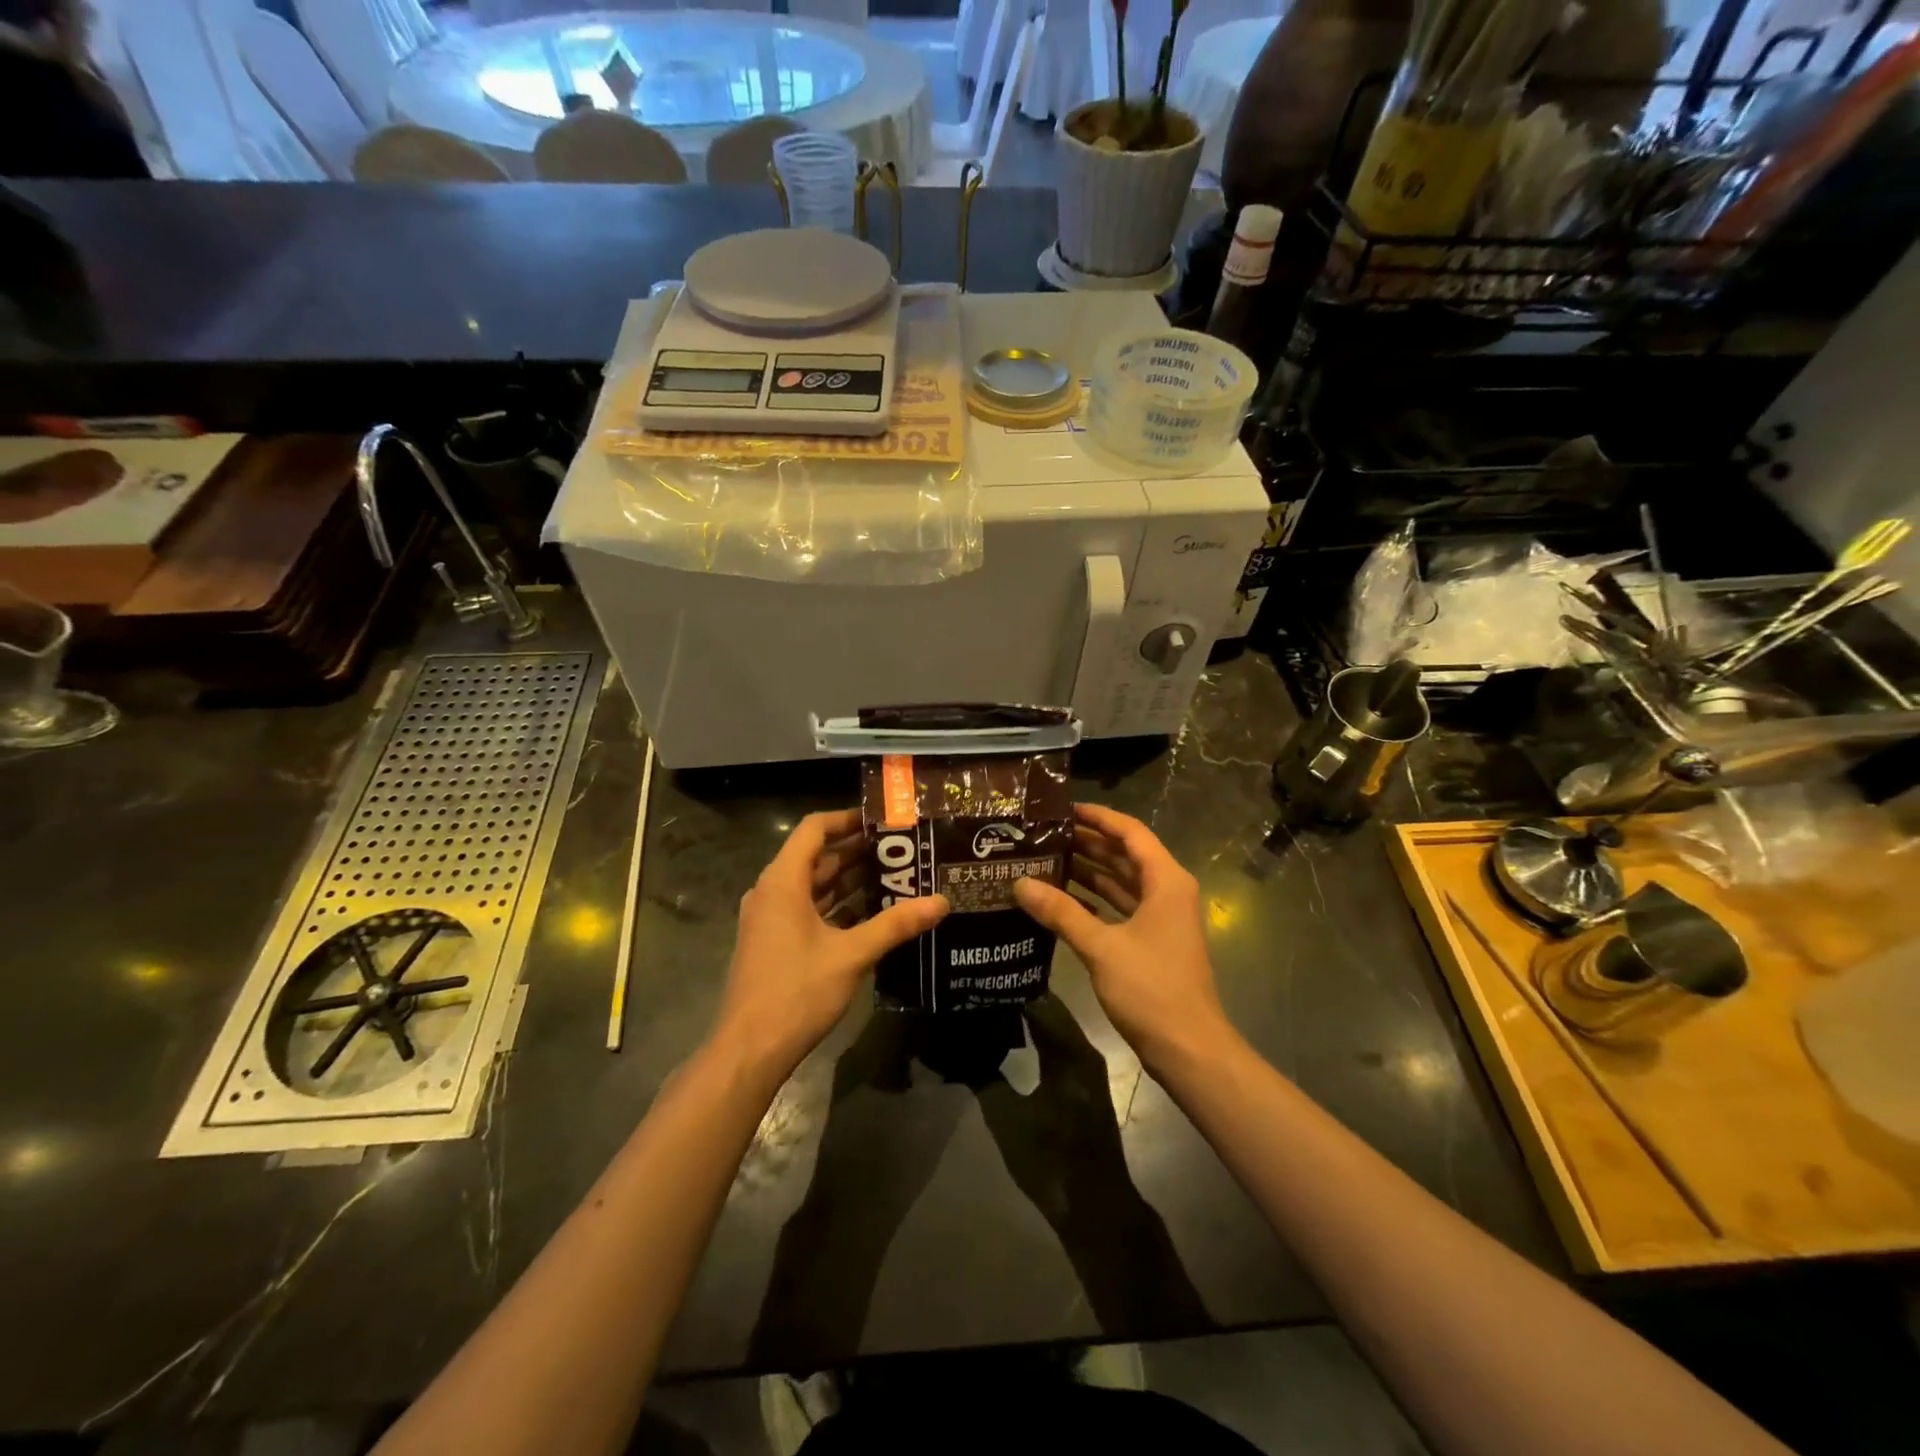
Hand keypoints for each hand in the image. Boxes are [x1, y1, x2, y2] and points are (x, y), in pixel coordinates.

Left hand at [712, 810, 948, 1083]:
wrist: (749, 1051)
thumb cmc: (796, 992)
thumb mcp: (851, 955)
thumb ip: (896, 925)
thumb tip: (941, 902)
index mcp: (783, 881)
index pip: (814, 829)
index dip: (848, 819)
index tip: (883, 820)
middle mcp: (772, 892)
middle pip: (816, 857)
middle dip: (857, 851)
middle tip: (902, 850)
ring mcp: (770, 919)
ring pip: (813, 886)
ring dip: (849, 880)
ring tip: (895, 876)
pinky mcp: (773, 942)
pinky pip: (808, 910)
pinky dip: (837, 906)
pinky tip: (871, 914)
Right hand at [1014, 804, 1233, 1072]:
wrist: (1189, 1049)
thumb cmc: (1151, 989)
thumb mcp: (1101, 947)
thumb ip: (1060, 912)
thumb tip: (1020, 883)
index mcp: (1165, 881)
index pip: (1130, 832)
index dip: (1098, 817)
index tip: (1062, 809)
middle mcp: (1166, 891)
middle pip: (1125, 855)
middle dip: (1087, 843)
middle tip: (1043, 834)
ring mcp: (1161, 918)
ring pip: (1121, 882)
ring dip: (1088, 871)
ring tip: (1045, 859)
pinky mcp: (1152, 941)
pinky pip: (1119, 907)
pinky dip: (1093, 900)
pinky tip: (1061, 900)